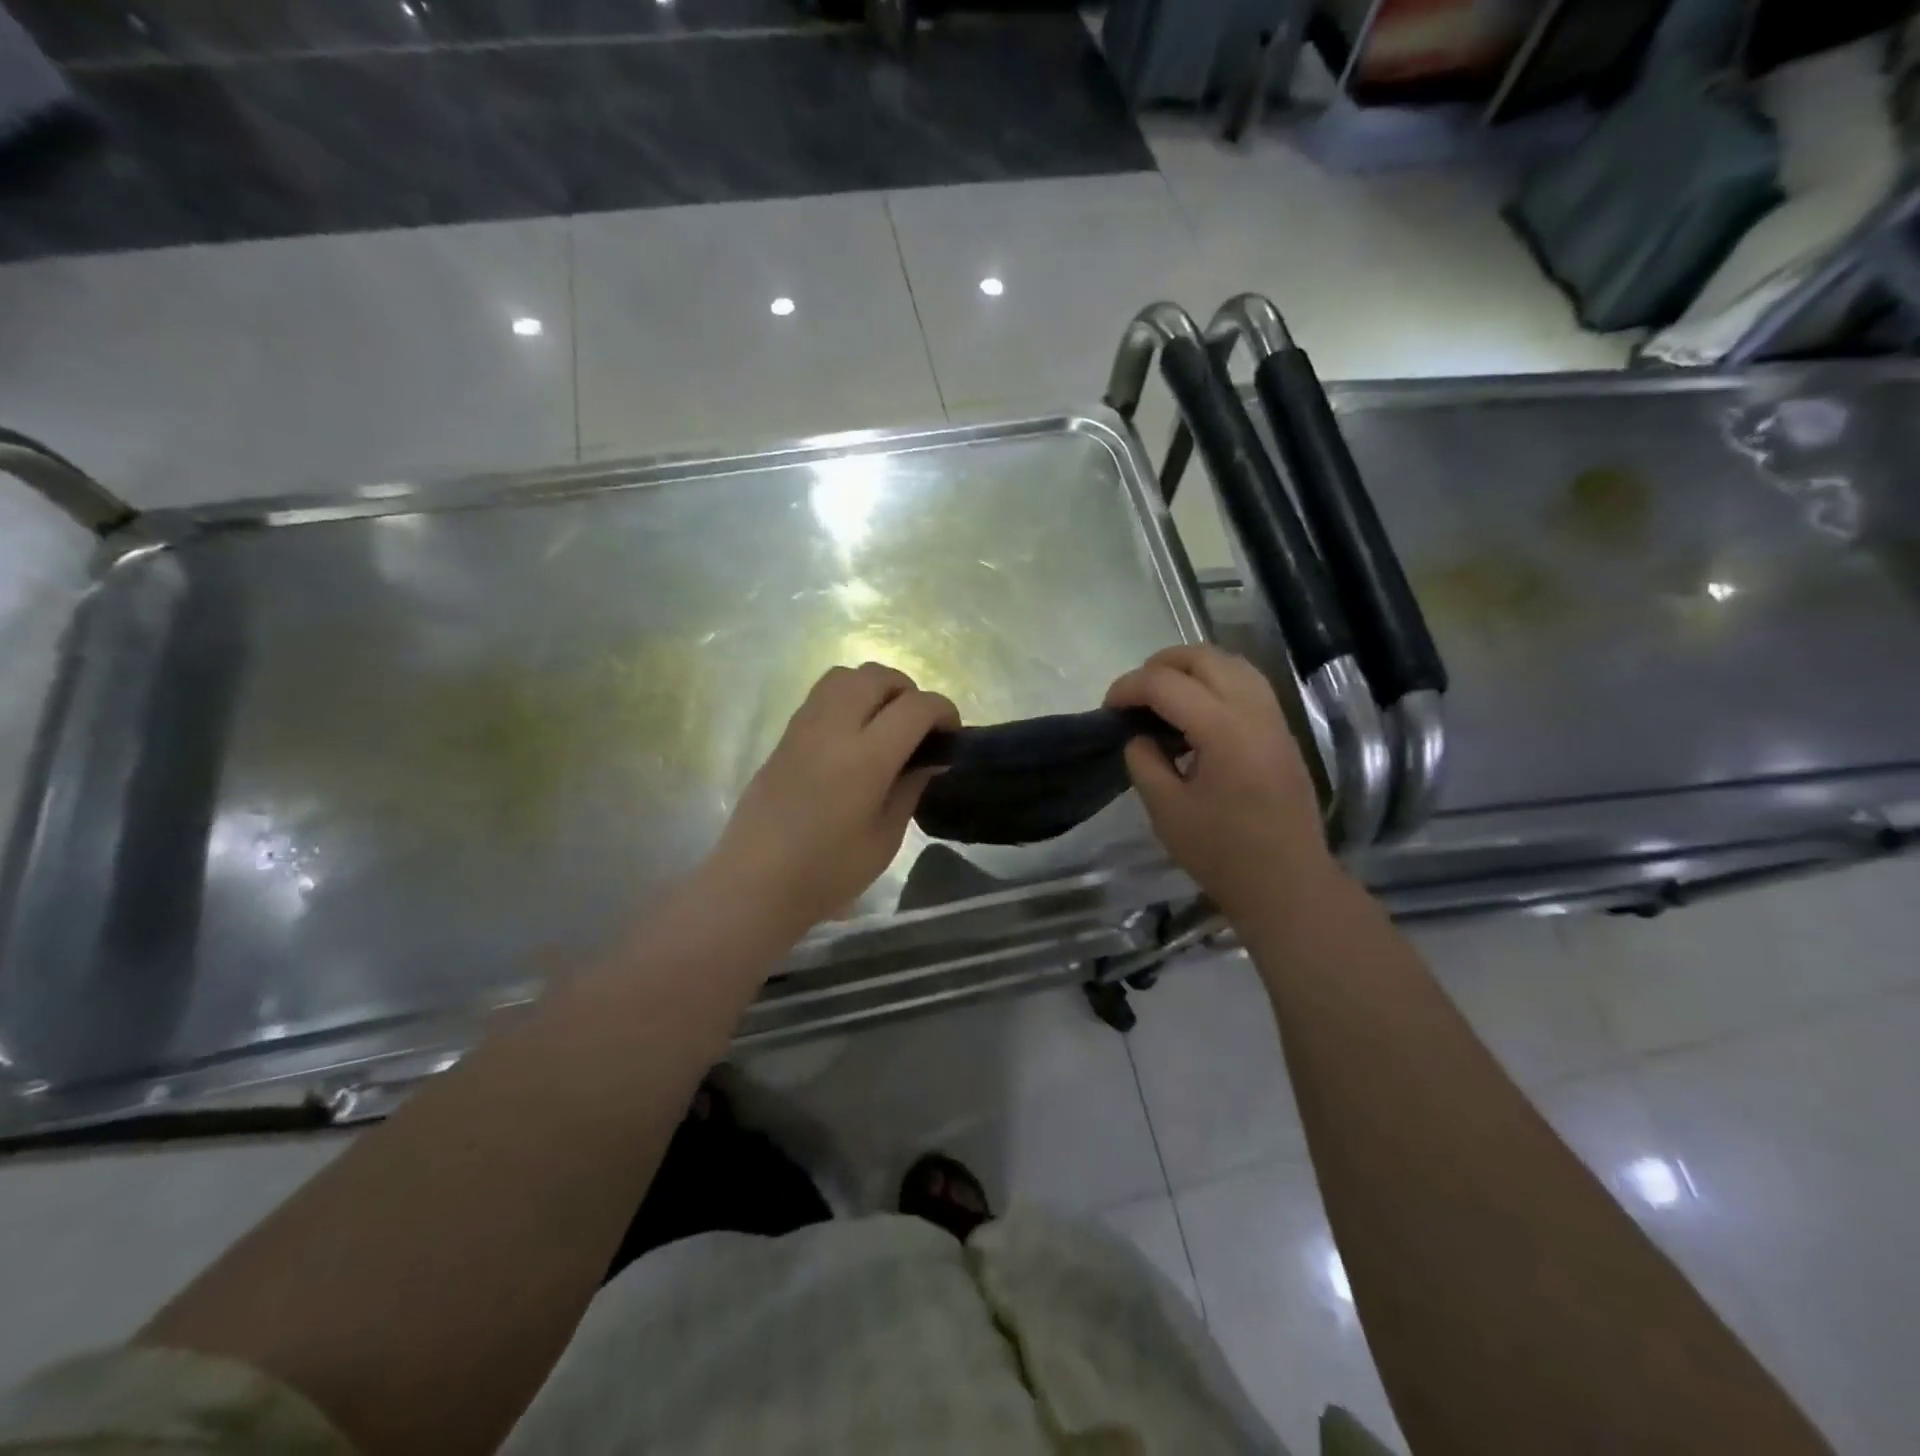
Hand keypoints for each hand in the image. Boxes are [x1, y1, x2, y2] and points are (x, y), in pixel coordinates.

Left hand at [706, 662, 957, 937]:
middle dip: (908, 691)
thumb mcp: (885, 838)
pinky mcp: (785, 736)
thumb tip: (931, 759)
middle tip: (917, 727)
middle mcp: (833, 729)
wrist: (754, 883)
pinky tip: (852, 736)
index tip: (950, 735)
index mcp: (865, 758)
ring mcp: (804, 727)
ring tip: (884, 724)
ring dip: (874, 688)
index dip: (943, 711)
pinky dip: (848, 698)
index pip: (915, 706)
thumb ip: (911, 788)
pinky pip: (822, 694)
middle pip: (878, 676)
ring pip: (846, 675)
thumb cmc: (827, 872)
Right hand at [1105, 645, 1333, 921]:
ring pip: (1231, 663)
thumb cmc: (1222, 853)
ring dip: (1190, 668)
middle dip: (1159, 665)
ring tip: (1163, 696)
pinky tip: (1196, 711)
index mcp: (1223, 731)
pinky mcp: (1282, 731)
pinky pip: (1248, 683)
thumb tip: (1139, 736)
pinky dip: (1215, 681)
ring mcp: (1274, 719)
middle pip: (1203, 657)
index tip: (1108, 710)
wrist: (1288, 884)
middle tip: (1133, 696)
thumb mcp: (1166, 810)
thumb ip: (1144, 762)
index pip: (1166, 684)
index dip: (1129, 688)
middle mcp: (1253, 712)